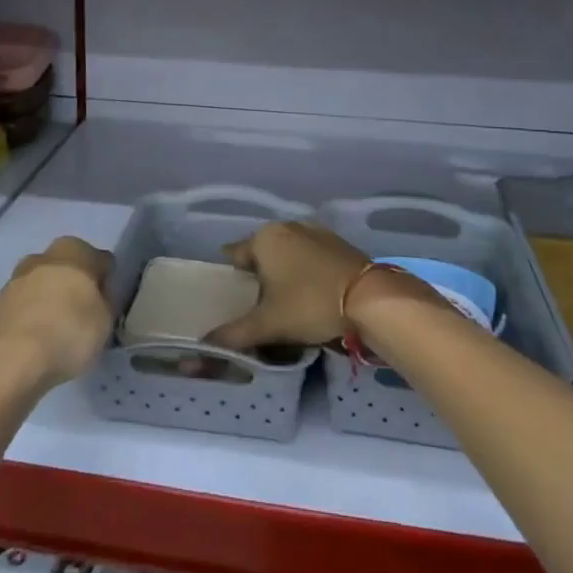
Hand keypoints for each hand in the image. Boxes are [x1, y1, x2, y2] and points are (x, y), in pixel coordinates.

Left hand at [0, 236, 112, 385]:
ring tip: (58, 330)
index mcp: (75, 249)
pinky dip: (33, 315)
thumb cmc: (70, 330)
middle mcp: (45, 255)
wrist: (15, 359)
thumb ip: (103, 301)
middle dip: (74, 285)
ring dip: (50, 299)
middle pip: (67, 267)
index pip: (100, 261)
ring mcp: (18, 277)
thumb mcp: (106, 319)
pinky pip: (26, 304)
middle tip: (83, 314)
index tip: (106, 305)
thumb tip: (95, 297)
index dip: (105, 283)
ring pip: (43, 284)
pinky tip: (39, 338)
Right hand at [205, 221, 369, 350]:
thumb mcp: (267, 324)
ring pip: (288, 251)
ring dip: (284, 270)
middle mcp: (287, 226)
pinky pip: (310, 254)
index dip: (232, 277)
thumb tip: (202, 346)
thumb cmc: (309, 304)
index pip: (235, 254)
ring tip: (286, 300)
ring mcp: (315, 231)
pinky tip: (311, 292)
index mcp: (265, 238)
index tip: (233, 296)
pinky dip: (306, 269)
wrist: (369, 298)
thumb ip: (232, 334)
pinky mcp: (337, 242)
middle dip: (259, 273)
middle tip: (259, 303)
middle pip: (262, 252)